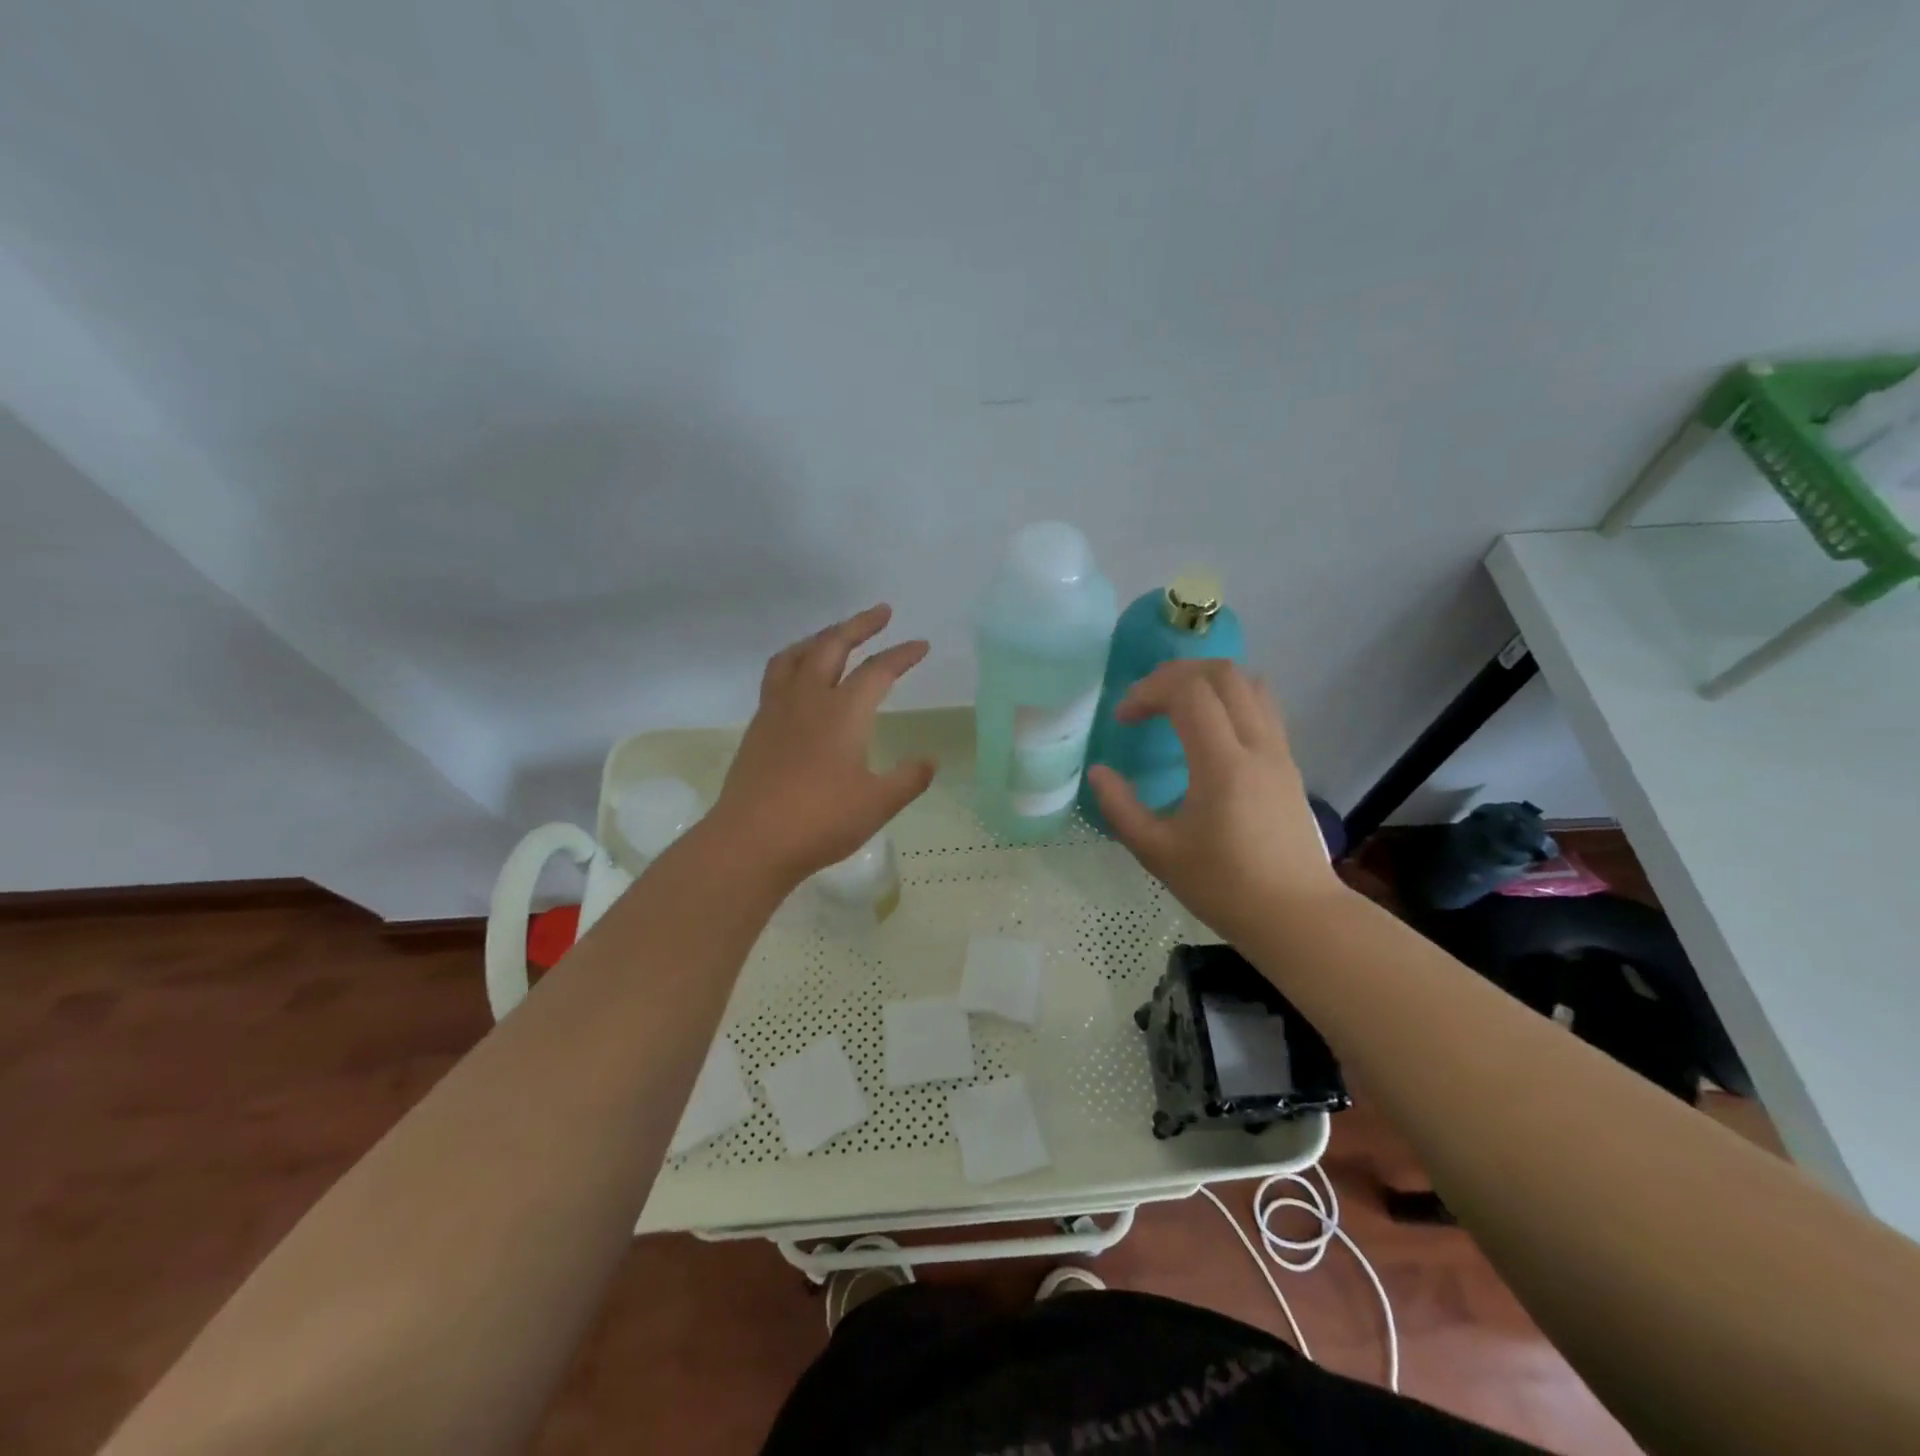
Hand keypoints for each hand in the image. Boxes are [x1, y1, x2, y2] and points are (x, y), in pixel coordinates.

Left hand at [707, 604, 936, 885]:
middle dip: (859, 625)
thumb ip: (908, 779)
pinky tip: (801, 680)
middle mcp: (808, 700)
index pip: (878, 671)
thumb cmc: (820, 821)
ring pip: (797, 656)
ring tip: (835, 635)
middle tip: (881, 613)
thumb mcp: (877, 804)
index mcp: (843, 712)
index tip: (921, 645)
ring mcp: (777, 711)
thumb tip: (930, 761)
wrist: (750, 841)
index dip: (902, 655)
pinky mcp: (758, 727)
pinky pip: (777, 676)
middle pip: (832, 645)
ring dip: (821, 637)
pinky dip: (795, 662)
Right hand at [1086, 661, 1342, 942]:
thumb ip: (1120, 808)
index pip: (1188, 692)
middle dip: (1175, 674)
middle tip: (1145, 701)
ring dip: (1207, 681)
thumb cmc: (1223, 887)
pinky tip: (1207, 731)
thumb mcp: (1157, 852)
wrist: (1296, 915)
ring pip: (1249, 683)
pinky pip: (1262, 707)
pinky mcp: (1288, 764)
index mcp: (1222, 764)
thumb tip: (1098, 772)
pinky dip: (1229, 699)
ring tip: (1175, 705)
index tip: (1124, 720)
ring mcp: (1279, 752)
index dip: (1148, 691)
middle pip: (1222, 673)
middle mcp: (1257, 745)